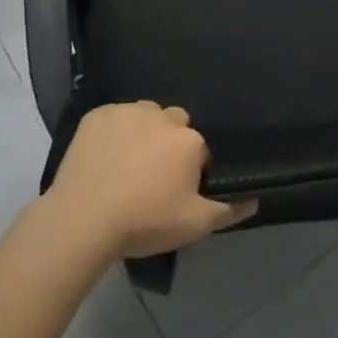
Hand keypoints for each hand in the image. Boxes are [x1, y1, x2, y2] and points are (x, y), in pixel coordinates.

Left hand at [47, 101, 257, 259]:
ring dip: (142, 132)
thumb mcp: (194, 225)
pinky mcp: (97, 115)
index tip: (175, 189)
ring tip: (126, 164)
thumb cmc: (144, 222)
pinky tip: (103, 156)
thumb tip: (255, 199)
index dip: (189, 168)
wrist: (82, 220)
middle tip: (151, 176)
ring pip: (145, 116)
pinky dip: (113, 131)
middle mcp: (162, 117)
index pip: (198, 148)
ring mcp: (127, 112)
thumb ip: (229, 210)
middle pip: (173, 124)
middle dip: (168, 143)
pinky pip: (114, 118)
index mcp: (189, 139)